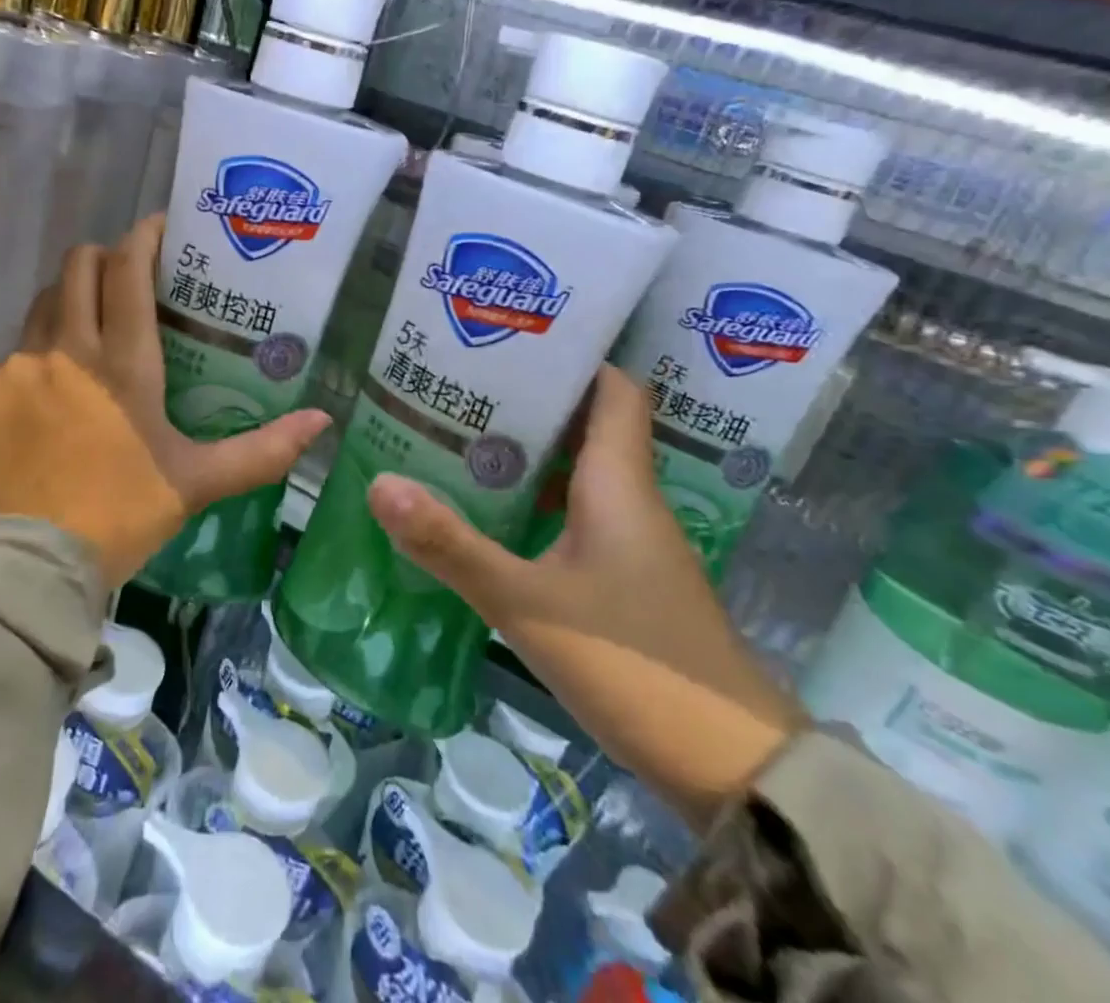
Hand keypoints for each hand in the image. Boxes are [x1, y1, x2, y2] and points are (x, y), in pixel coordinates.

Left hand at [0, 216, 330, 586]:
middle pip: (78, 266)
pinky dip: (34, 362)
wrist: (29, 566)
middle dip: (103, 257)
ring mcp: (17, 369)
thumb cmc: (122, 515)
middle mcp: (66, 349)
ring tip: (88, 333)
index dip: (145, 236)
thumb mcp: (197, 482)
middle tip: (126, 278)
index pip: (129, 270)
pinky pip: (10, 357)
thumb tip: (322, 423)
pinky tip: (46, 400)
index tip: (161, 226)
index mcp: (123, 362)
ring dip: (68, 303)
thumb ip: (262, 451)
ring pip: (42, 305)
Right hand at [366, 366, 804, 826]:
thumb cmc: (633, 665)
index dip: (573, 357)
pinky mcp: (629, 578)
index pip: (614, 389)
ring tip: (464, 438)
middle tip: (462, 385)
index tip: (513, 340)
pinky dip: (541, 499)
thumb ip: (451, 546)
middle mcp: (631, 499)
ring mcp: (635, 541)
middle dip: (531, 400)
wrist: (730, 769)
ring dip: (532, 451)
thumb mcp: (527, 604)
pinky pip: (581, 513)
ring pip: (581, 471)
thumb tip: (379, 484)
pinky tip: (495, 514)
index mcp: (618, 483)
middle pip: (588, 423)